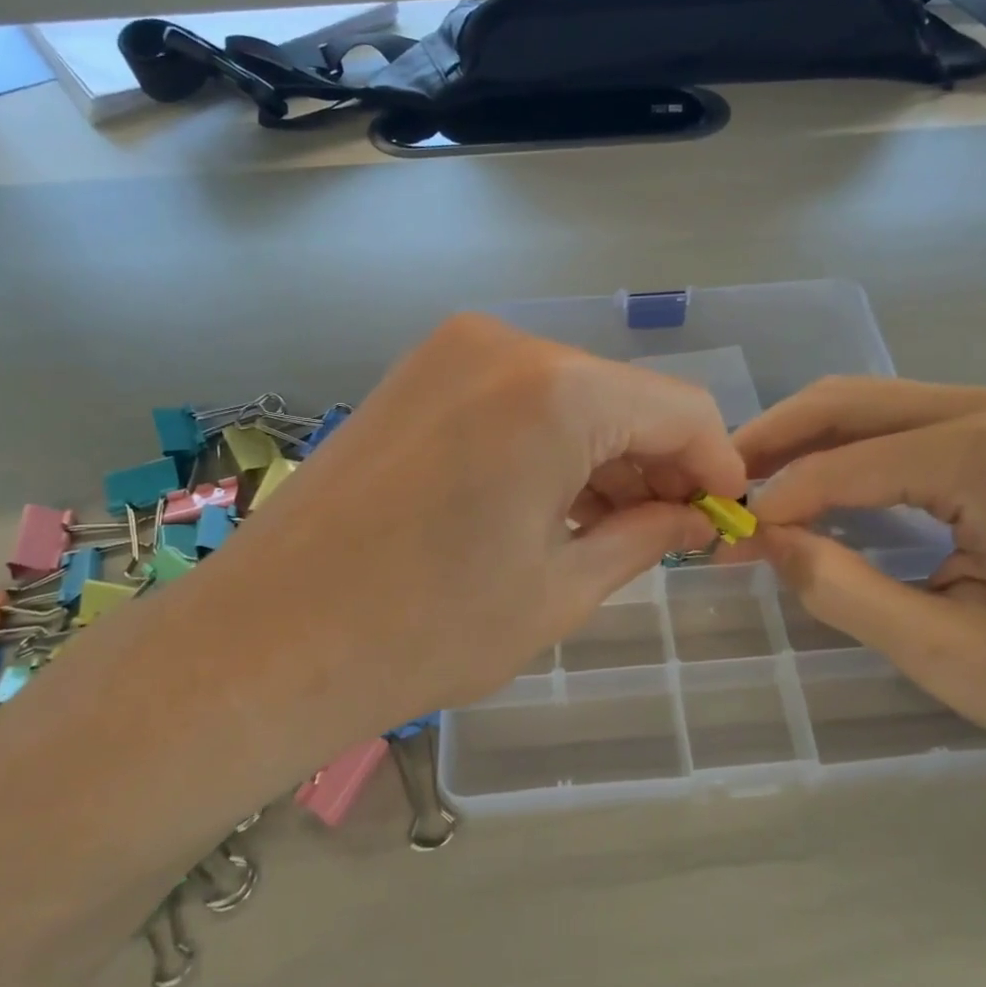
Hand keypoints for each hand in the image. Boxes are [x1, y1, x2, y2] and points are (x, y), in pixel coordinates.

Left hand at [195, 315, 744, 742]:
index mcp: (557, 392)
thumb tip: (696, 516)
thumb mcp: (561, 590)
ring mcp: (453, 351)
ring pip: (570, 394)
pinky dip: (549, 442)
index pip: (681, 409)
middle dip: (656, 462)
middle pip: (623, 396)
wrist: (266, 640)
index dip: (715, 464)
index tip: (719, 518)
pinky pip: (516, 397)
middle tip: (665, 535)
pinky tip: (546, 501)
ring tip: (605, 529)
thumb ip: (647, 536)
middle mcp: (507, 346)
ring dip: (602, 455)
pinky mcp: (417, 373)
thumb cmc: (426, 629)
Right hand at [737, 378, 985, 777]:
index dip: (776, 502)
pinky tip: (820, 486)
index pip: (843, 465)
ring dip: (806, 442)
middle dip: (774, 440)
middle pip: (848, 402)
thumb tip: (766, 542)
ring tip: (756, 486)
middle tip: (722, 484)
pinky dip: (848, 451)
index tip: (728, 540)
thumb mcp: (949, 655)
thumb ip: (843, 591)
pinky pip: (904, 424)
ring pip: (871, 406)